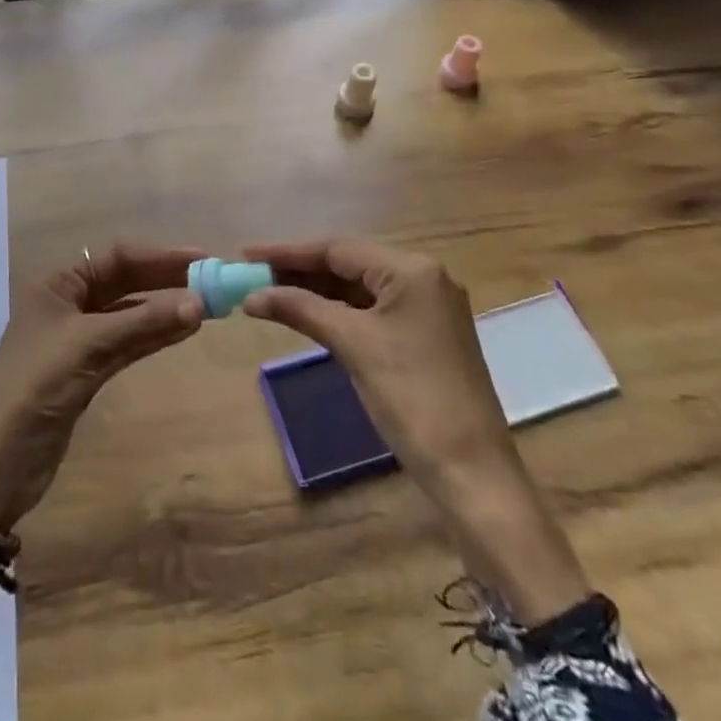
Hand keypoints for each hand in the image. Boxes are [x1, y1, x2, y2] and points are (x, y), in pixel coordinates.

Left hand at [0, 242, 204, 532]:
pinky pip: (127, 344)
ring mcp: (78, 340)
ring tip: (207, 306)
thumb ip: (143, 323)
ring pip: (129, 315)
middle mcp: (68, 304)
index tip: (203, 259)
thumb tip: (198, 303)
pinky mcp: (87, 372)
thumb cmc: (35, 388)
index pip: (118, 258)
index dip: (161, 257)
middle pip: (125, 283)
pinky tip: (182, 331)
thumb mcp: (89, 347)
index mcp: (58, 285)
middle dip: (166, 281)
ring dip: (164, 310)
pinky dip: (153, 336)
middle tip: (211, 282)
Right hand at [244, 239, 590, 622]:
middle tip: (254, 274)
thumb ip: (301, 309)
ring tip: (272, 292)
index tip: (247, 254)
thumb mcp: (353, 345)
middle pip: (350, 263)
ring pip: (361, 286)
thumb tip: (253, 295)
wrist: (472, 472)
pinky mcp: (426, 334)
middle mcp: (424, 278)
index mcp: (412, 270)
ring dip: (318, 290)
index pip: (338, 248)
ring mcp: (428, 307)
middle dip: (301, 269)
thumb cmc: (411, 398)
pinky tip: (309, 314)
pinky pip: (373, 309)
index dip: (289, 252)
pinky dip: (339, 310)